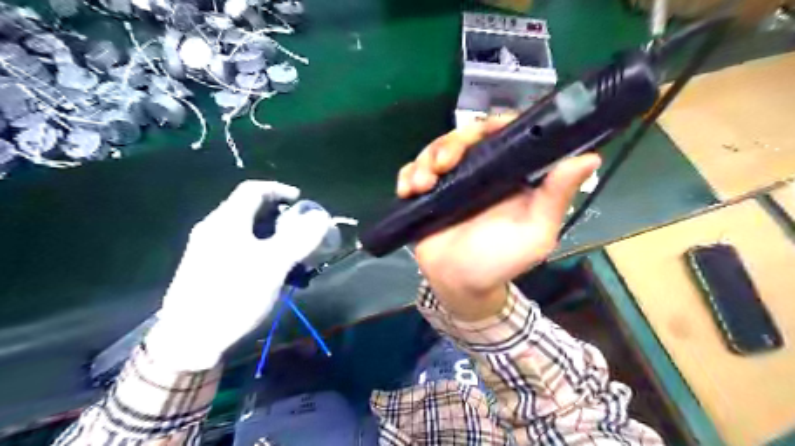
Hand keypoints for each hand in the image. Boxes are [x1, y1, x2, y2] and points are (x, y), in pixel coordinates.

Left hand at [145, 180, 332, 370]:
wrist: (190, 340)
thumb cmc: (233, 296)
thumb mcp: (273, 266)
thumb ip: (299, 239)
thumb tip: (321, 217)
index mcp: (227, 221)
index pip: (254, 190)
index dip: (279, 189)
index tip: (301, 200)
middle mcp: (214, 229)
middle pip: (251, 210)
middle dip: (281, 216)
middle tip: (302, 230)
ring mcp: (208, 249)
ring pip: (247, 231)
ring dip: (274, 235)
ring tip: (293, 253)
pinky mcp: (208, 268)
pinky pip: (241, 248)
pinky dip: (262, 250)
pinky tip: (274, 271)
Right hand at [401, 115, 598, 319]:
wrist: (460, 285)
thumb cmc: (500, 261)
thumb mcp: (535, 233)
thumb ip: (556, 197)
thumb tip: (590, 158)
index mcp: (510, 174)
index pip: (505, 134)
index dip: (495, 124)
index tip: (483, 131)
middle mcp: (481, 171)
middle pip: (464, 136)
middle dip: (450, 144)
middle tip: (442, 165)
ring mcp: (452, 181)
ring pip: (436, 150)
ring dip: (425, 161)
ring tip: (421, 185)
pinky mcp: (428, 193)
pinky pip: (413, 171)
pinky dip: (407, 174)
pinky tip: (407, 190)